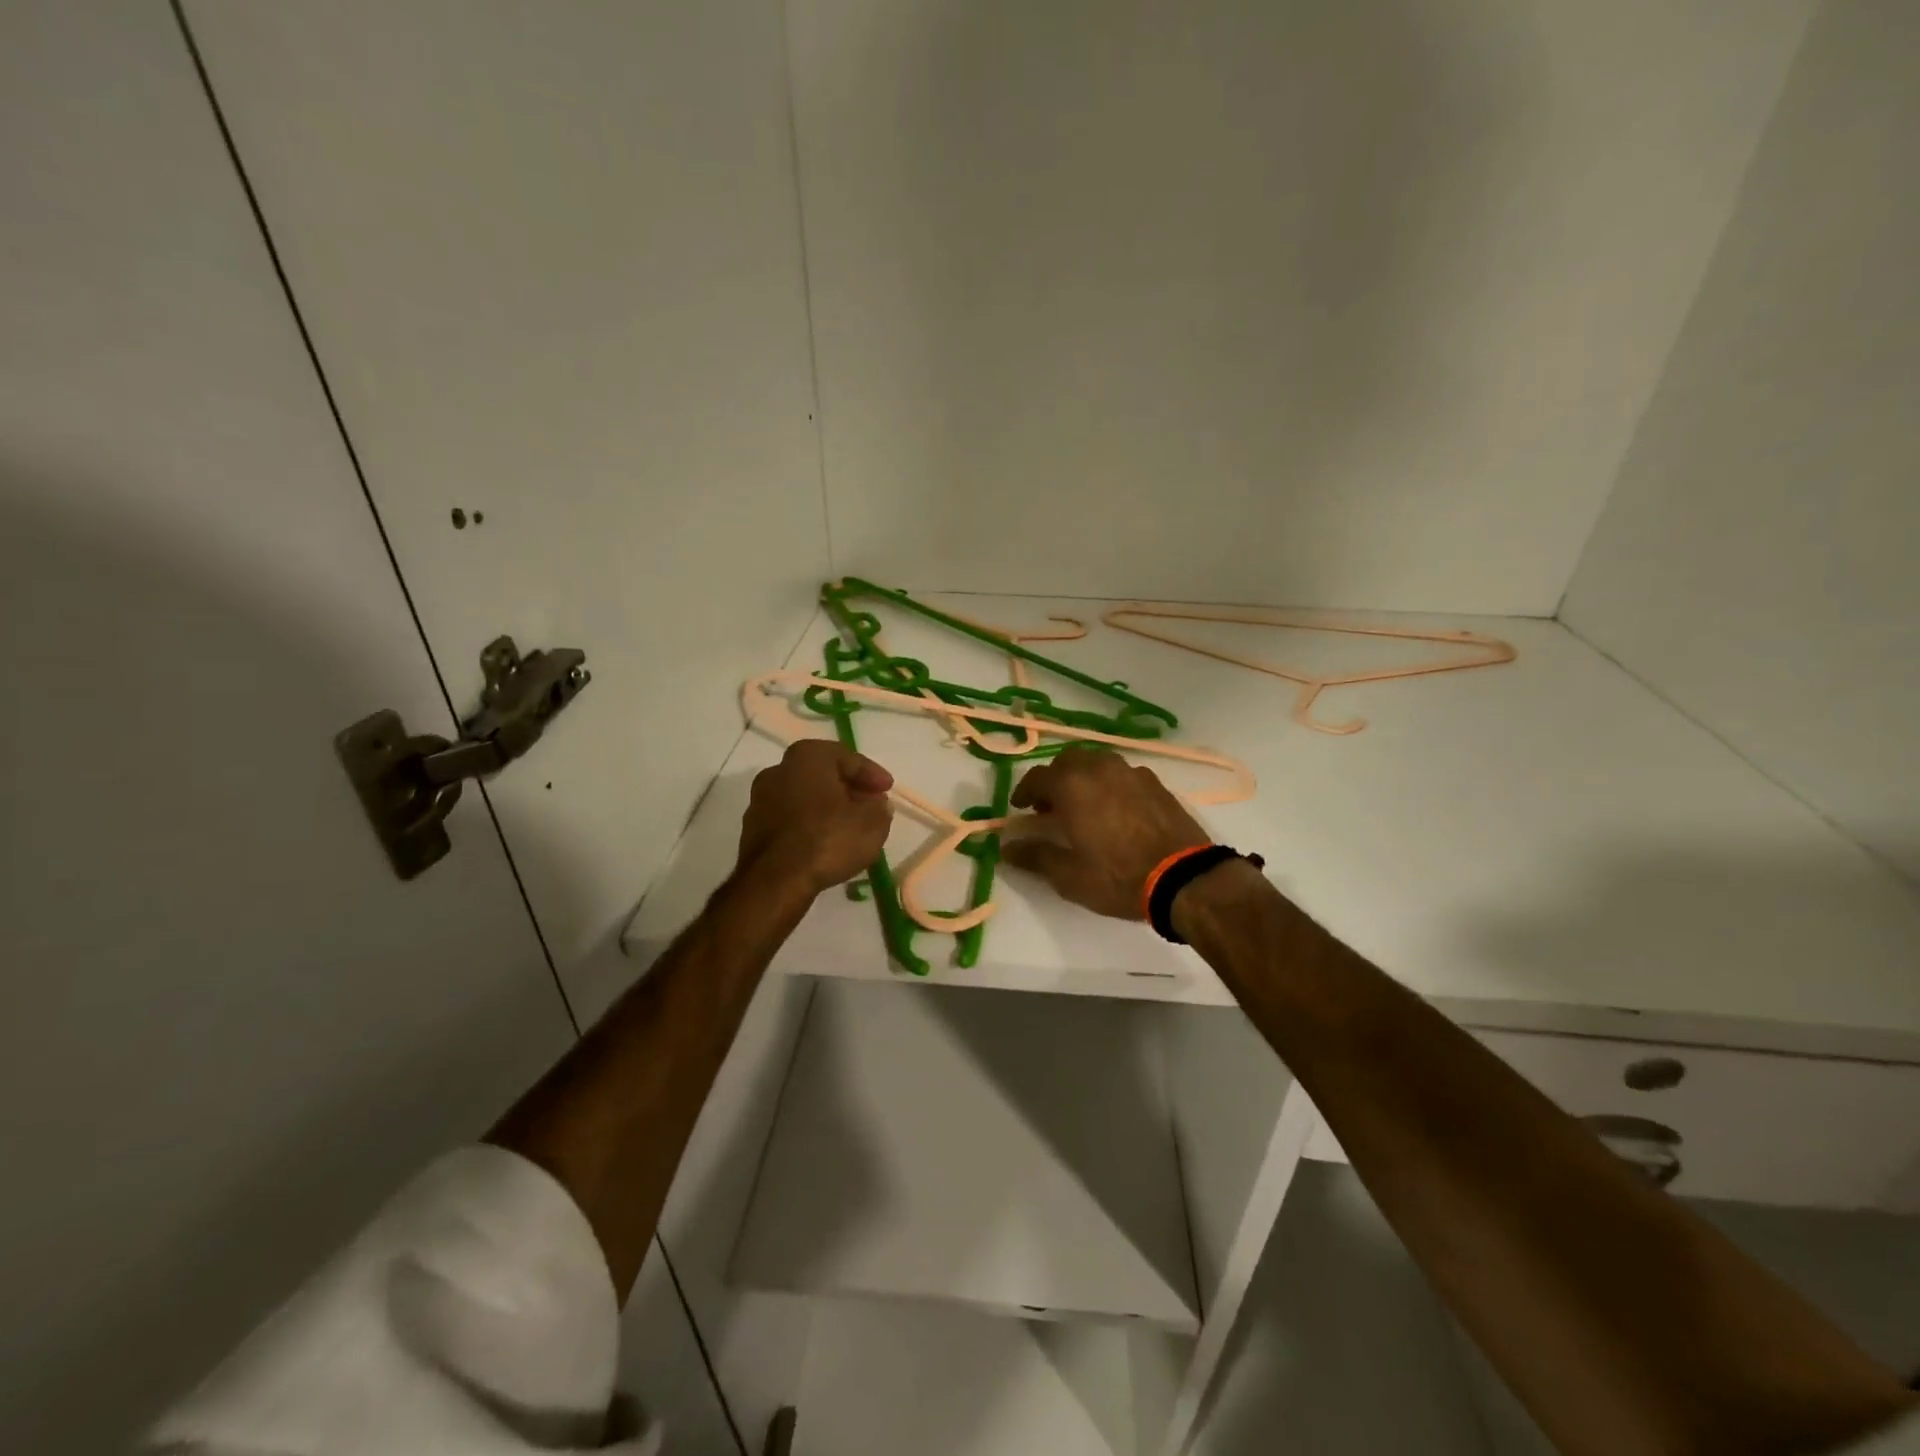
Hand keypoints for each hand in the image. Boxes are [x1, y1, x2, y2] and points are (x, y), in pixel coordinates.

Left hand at [737, 740, 893, 894]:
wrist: (775, 881)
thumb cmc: (827, 840)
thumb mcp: (872, 824)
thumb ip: (880, 809)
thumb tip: (877, 805)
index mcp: (807, 757)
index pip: (847, 758)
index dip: (872, 774)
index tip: (887, 790)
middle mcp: (778, 770)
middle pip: (823, 774)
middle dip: (850, 788)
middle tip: (871, 805)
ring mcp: (760, 799)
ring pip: (804, 796)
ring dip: (829, 806)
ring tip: (851, 825)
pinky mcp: (753, 828)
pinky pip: (791, 817)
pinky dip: (810, 823)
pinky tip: (826, 840)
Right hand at [1002, 746, 1208, 918]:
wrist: (1184, 877)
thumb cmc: (1118, 876)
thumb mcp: (1068, 875)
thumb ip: (1034, 856)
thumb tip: (1007, 847)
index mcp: (1072, 785)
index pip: (1037, 777)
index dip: (1024, 792)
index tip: (1021, 808)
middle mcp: (1100, 768)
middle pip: (1068, 761)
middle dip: (1054, 780)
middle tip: (1051, 807)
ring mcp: (1131, 772)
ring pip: (1097, 763)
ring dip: (1083, 778)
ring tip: (1084, 806)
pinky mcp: (1156, 783)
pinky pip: (1122, 774)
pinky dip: (1110, 784)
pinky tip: (1115, 810)